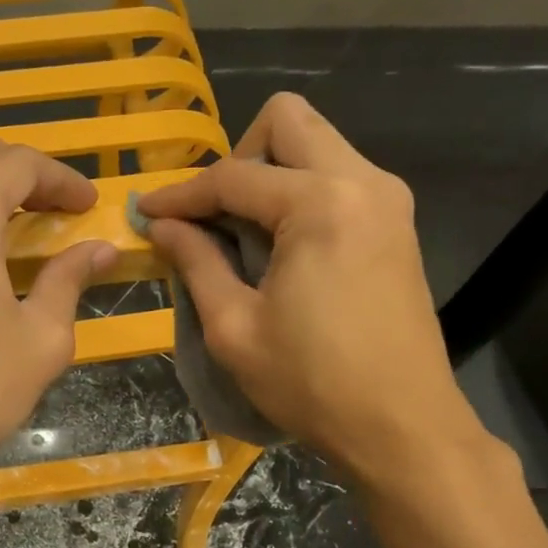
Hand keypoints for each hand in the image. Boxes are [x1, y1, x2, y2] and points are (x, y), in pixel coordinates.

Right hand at [135, 93, 488, 486]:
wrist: (402, 426)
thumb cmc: (312, 384)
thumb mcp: (235, 328)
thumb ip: (196, 263)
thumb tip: (161, 225)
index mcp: (320, 203)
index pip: (233, 176)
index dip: (181, 195)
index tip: (146, 213)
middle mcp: (362, 181)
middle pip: (288, 120)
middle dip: (238, 157)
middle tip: (214, 215)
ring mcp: (388, 199)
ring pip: (318, 144)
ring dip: (272, 172)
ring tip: (243, 232)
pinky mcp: (398, 224)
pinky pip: (340, 177)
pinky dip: (301, 193)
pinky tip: (282, 245)